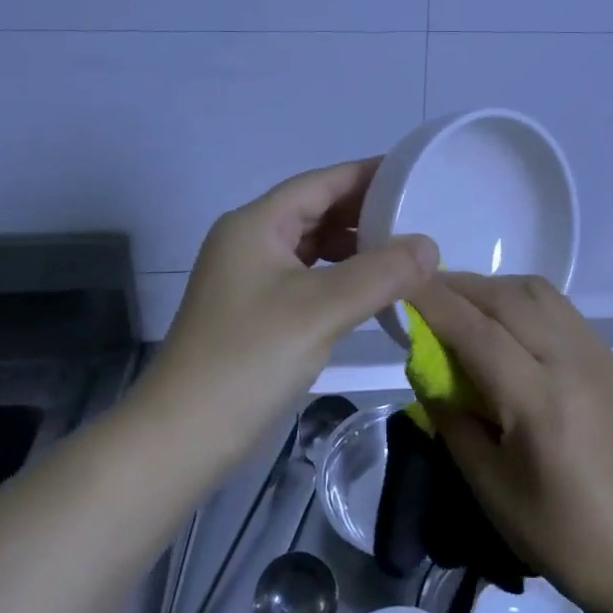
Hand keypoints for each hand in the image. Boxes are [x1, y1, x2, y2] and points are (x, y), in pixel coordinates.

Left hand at [150, 159, 437, 449]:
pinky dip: (341, 278)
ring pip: (313, 247)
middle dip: (366, 213)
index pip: (321, 182)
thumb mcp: (322, 309)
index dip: (369, 174)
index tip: (415, 175)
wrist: (181, 438)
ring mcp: (250, 278)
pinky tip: (372, 292)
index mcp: (256, 224)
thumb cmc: (249, 359)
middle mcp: (250, 241)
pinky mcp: (256, 311)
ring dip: (356, 247)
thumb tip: (430, 245)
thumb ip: (381, 273)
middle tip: (420, 217)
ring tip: (404, 254)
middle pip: (317, 211)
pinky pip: (308, 277)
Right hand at [407, 273, 612, 612]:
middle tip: (421, 288)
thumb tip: (424, 365)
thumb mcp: (487, 484)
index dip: (435, 302)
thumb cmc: (555, 530)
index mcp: (539, 401)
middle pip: (507, 298)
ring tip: (460, 301)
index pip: (477, 332)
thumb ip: (451, 416)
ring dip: (492, 287)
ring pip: (536, 291)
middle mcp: (570, 361)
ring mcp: (594, 352)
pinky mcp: (606, 355)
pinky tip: (503, 317)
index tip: (400, 282)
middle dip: (458, 286)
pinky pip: (557, 305)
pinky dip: (521, 298)